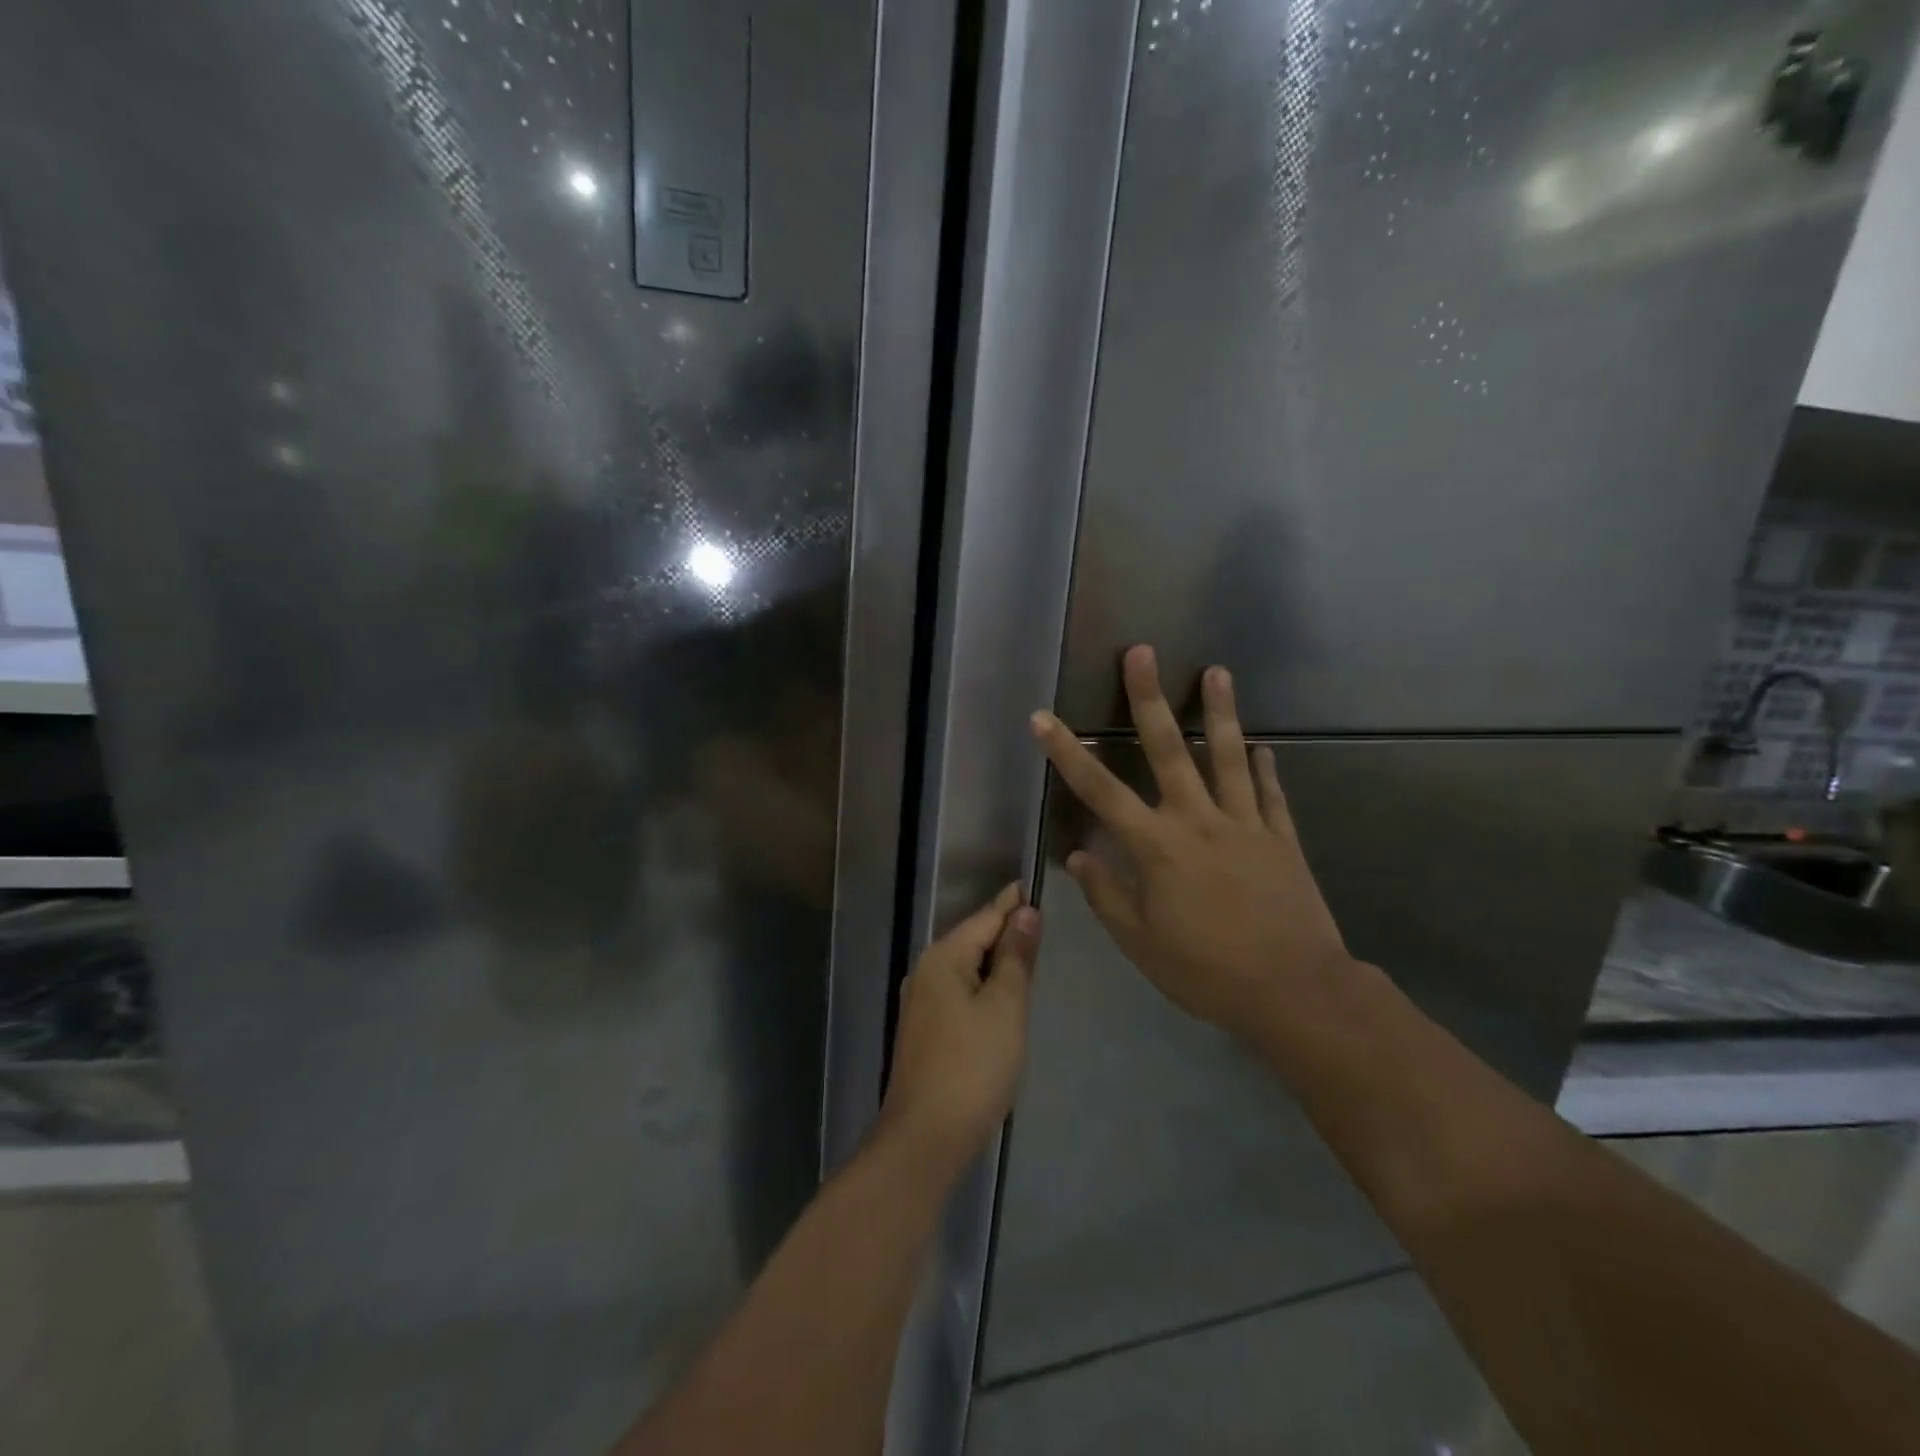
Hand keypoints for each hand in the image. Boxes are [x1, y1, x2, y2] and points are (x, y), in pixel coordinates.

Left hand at [878, 884, 1040, 1178]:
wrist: (926, 1137)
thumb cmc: (972, 1066)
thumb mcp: (1005, 1007)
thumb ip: (1016, 957)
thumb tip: (1024, 912)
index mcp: (943, 958)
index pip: (985, 918)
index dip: (1011, 903)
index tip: (1032, 884)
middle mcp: (926, 972)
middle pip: (973, 940)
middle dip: (1004, 930)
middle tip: (1039, 919)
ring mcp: (921, 1003)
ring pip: (966, 968)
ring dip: (995, 961)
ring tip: (1027, 952)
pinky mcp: (925, 1031)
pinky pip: (960, 993)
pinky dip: (983, 987)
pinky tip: (1001, 997)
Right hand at [1029, 645, 1358, 1041]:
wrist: (1294, 992)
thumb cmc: (1206, 971)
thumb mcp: (1140, 943)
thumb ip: (1106, 895)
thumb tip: (1079, 856)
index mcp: (1156, 847)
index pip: (1100, 791)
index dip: (1068, 752)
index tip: (1043, 718)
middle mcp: (1198, 821)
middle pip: (1168, 750)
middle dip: (1148, 699)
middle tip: (1142, 653)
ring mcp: (1245, 825)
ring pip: (1229, 757)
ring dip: (1220, 712)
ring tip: (1218, 671)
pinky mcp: (1282, 839)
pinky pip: (1271, 795)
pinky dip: (1265, 769)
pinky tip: (1263, 748)